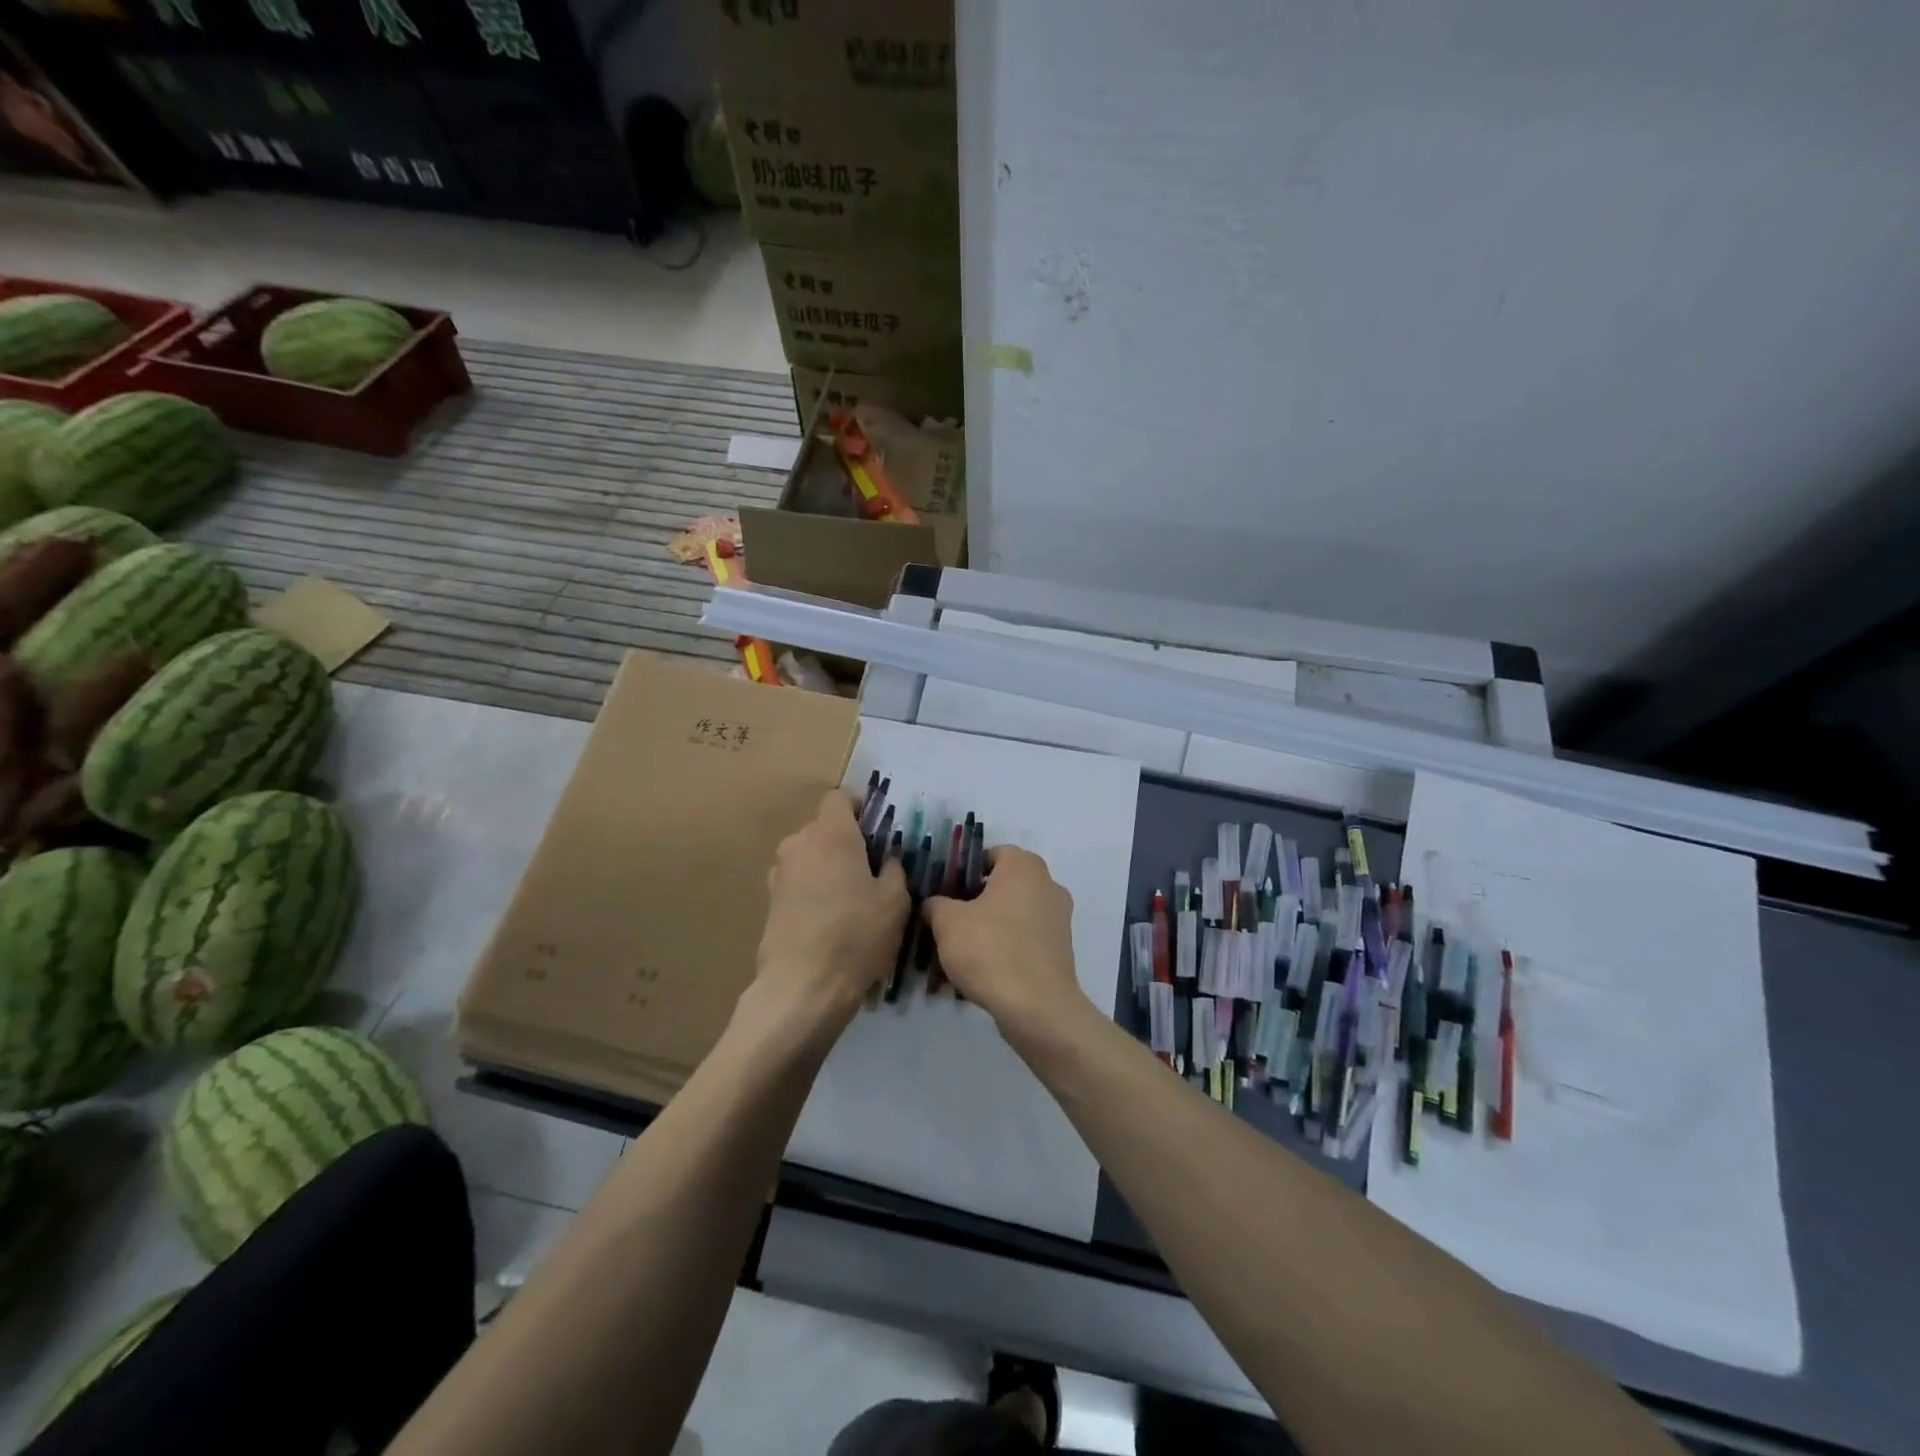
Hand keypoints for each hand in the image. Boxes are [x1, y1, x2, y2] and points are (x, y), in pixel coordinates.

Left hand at [747, 790, 908, 1048]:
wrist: (803, 987)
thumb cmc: (856, 935)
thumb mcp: (895, 901)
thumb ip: (893, 869)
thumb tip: (885, 860)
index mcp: (831, 834)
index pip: (839, 797)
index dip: (858, 807)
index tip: (875, 829)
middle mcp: (799, 843)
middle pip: (823, 829)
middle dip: (845, 842)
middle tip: (870, 870)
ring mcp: (779, 873)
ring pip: (809, 856)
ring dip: (827, 868)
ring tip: (850, 900)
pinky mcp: (769, 902)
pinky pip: (798, 883)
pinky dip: (813, 891)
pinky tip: (830, 921)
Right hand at [922, 845, 1084, 1036]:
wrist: (1037, 1008)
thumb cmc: (990, 950)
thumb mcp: (947, 922)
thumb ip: (936, 904)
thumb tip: (934, 904)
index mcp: (1024, 866)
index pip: (989, 854)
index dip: (963, 871)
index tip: (943, 893)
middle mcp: (1047, 884)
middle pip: (1001, 886)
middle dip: (972, 903)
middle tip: (946, 923)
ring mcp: (1058, 919)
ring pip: (1011, 916)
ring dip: (986, 929)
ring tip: (957, 953)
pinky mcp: (1060, 950)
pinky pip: (1024, 940)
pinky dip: (1004, 949)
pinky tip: (980, 972)